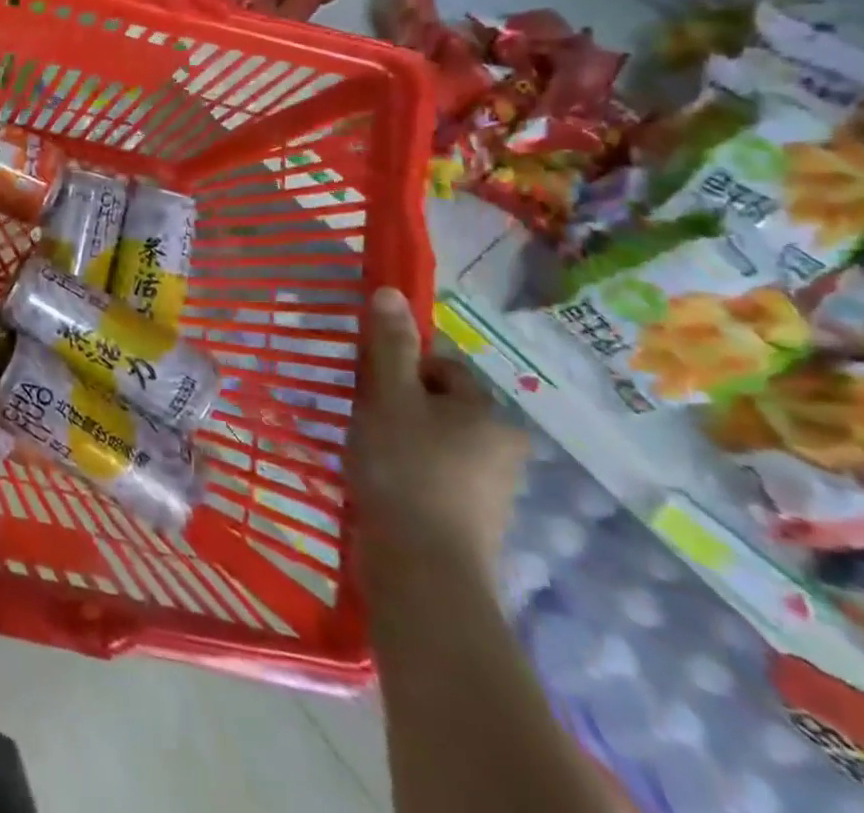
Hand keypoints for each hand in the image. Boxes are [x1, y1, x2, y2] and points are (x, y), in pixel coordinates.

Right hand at [348, 287, 526, 597]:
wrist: (423, 572)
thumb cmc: (405, 470)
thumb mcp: (388, 396)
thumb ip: (389, 345)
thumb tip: (391, 291)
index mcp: (489, 415)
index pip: (442, 367)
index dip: (400, 367)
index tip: (368, 385)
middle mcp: (501, 448)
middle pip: (437, 404)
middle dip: (397, 404)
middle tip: (362, 417)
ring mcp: (489, 490)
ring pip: (432, 440)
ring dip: (397, 438)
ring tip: (364, 452)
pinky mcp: (469, 522)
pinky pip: (431, 476)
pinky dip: (404, 472)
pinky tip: (377, 483)